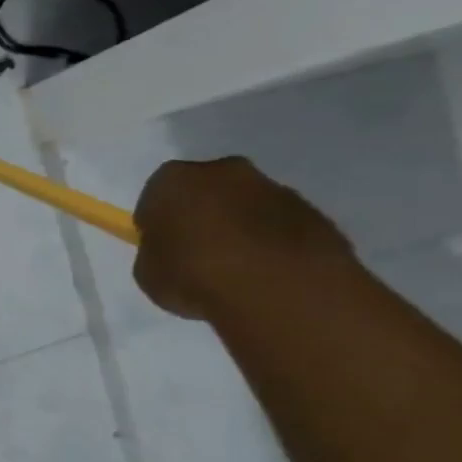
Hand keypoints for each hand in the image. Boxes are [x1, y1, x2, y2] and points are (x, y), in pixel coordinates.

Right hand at [133, 157, 353, 320]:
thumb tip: (172, 252)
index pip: (156, 195)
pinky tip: (265, 273)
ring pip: (246, 206)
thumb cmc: (194, 275)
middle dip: (201, 215)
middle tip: (197, 253)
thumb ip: (157, 254)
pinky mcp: (313, 212)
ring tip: (236, 269)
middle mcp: (225, 172)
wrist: (279, 288)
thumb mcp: (149, 273)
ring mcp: (274, 189)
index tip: (161, 247)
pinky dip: (271, 243)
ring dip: (239, 228)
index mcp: (174, 180)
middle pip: (206, 191)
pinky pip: (279, 226)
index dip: (157, 222)